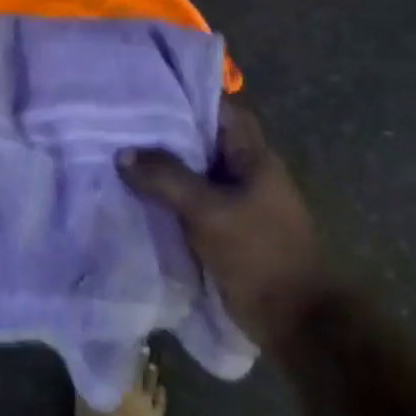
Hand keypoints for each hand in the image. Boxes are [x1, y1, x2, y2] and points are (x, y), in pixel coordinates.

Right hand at [118, 102, 323, 341]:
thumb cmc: (259, 254)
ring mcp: (239, 205)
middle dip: (166, 135)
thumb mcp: (208, 210)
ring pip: (195, 175)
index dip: (189, 99)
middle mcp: (247, 174)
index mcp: (254, 157)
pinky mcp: (227, 232)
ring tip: (120, 158)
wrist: (295, 321)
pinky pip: (192, 205)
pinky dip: (168, 200)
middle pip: (204, 143)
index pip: (221, 111)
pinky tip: (136, 198)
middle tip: (122, 126)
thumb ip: (166, 178)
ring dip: (164, 170)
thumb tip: (123, 154)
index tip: (148, 94)